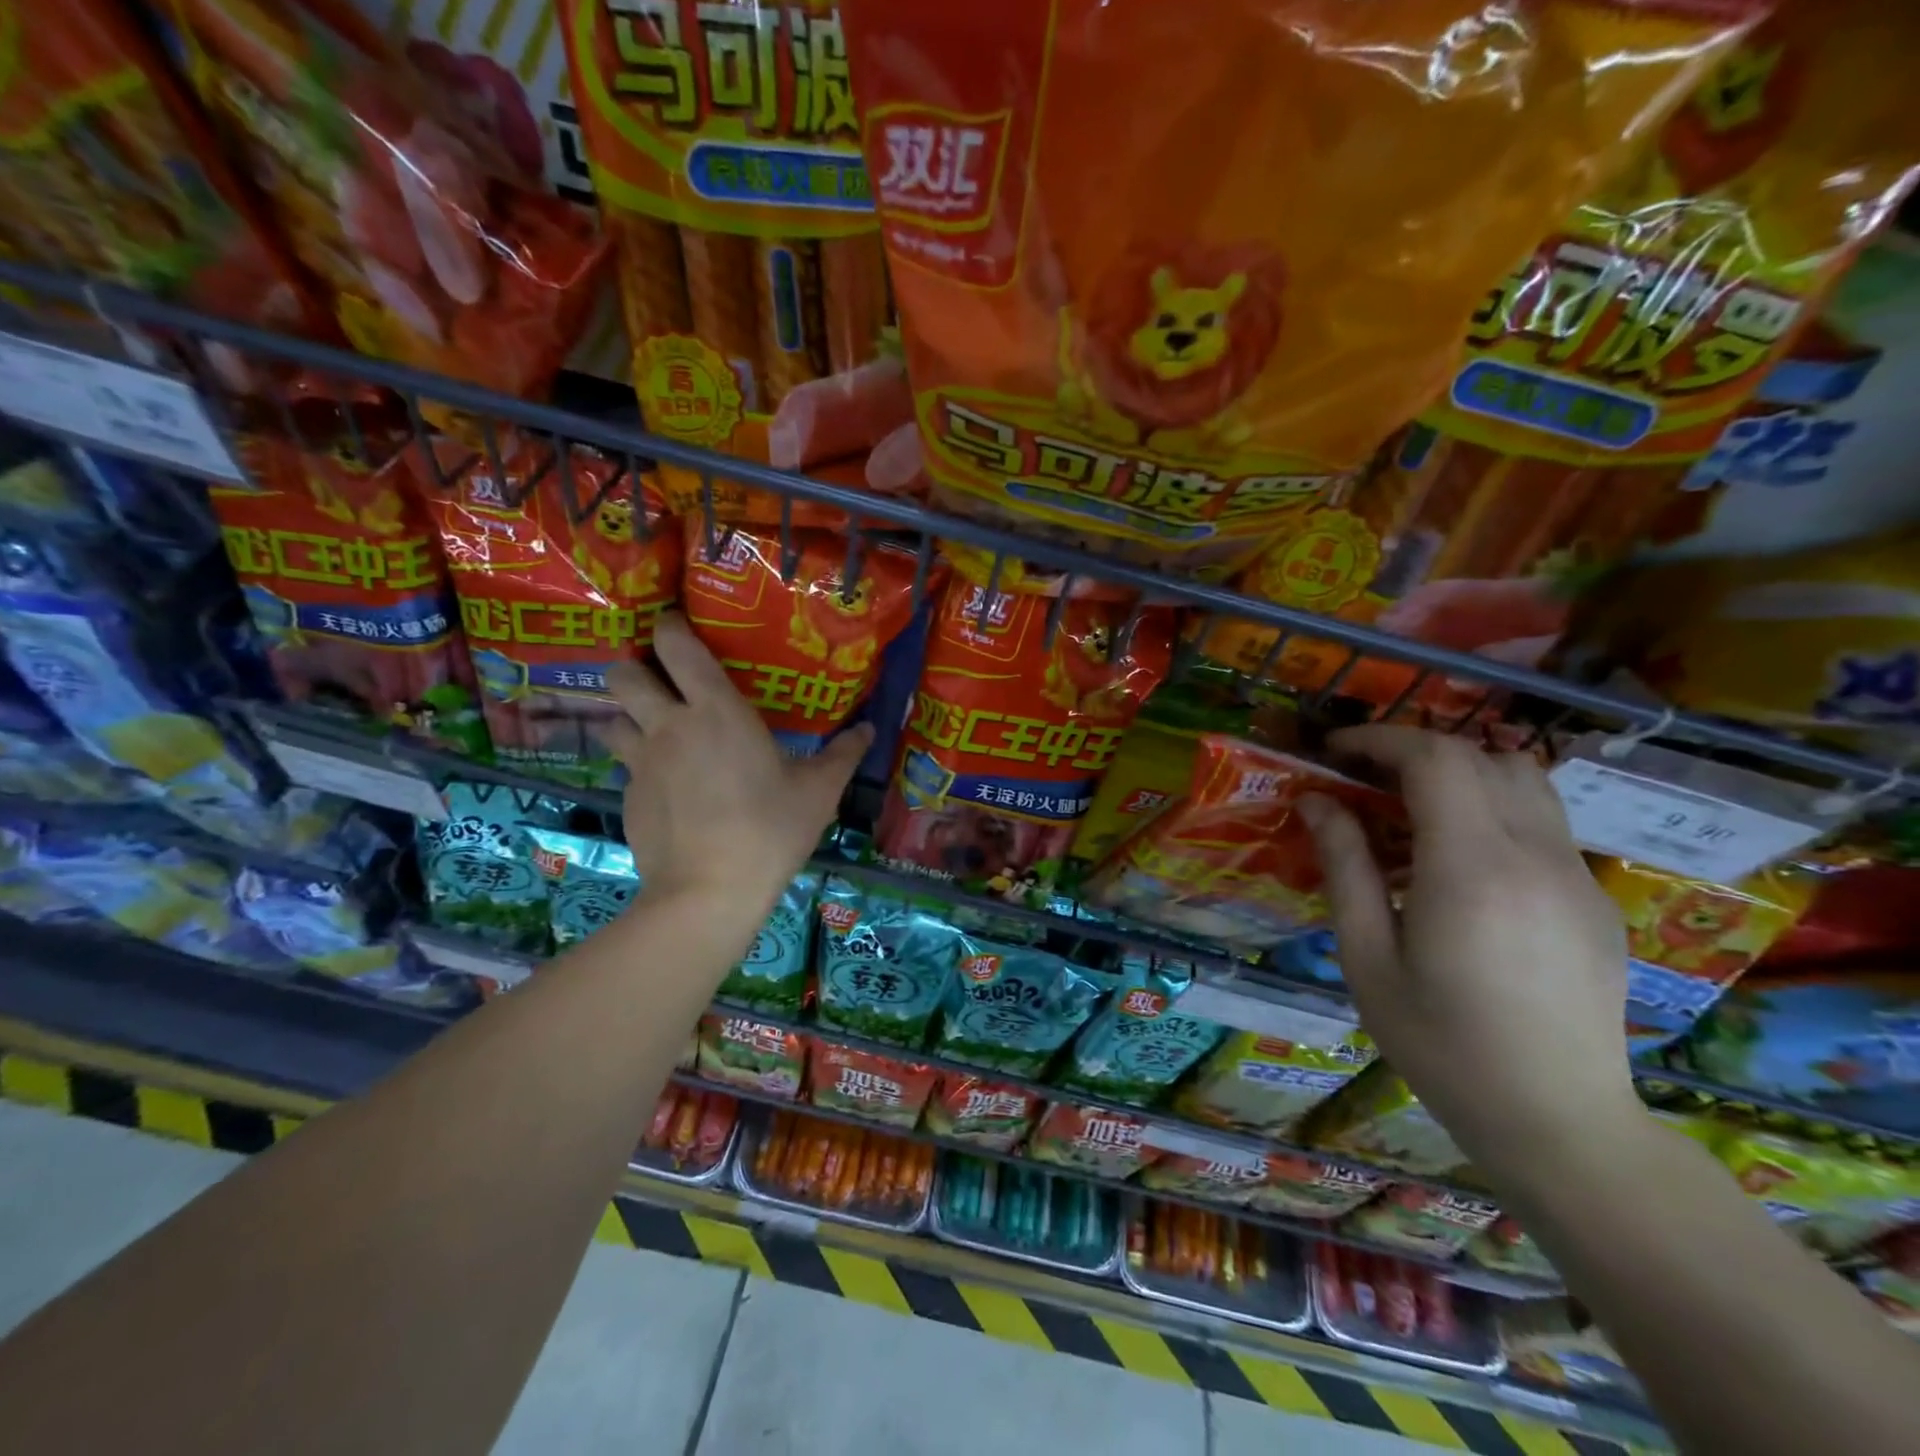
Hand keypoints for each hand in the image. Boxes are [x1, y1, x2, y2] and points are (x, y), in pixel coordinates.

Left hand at [600, 613, 870, 908]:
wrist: (708, 892)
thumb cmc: (770, 830)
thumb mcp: (818, 791)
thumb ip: (843, 754)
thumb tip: (870, 728)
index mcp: (716, 711)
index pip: (677, 646)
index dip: (670, 626)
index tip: (676, 623)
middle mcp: (669, 726)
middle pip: (623, 673)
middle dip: (634, 666)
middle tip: (660, 681)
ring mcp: (641, 763)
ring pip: (613, 718)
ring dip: (628, 716)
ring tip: (654, 730)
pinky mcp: (627, 798)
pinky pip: (625, 767)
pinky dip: (640, 766)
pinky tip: (667, 789)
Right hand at [1298, 725, 1640, 1179]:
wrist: (1558, 1120)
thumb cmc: (1440, 1044)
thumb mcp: (1367, 957)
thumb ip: (1345, 867)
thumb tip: (1317, 802)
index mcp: (1471, 870)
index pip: (1434, 760)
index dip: (1379, 740)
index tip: (1334, 752)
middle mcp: (1534, 856)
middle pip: (1480, 756)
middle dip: (1413, 749)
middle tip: (1362, 776)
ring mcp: (1576, 874)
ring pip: (1524, 778)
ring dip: (1460, 770)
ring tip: (1409, 803)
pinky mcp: (1594, 896)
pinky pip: (1543, 820)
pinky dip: (1492, 805)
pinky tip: (1457, 855)